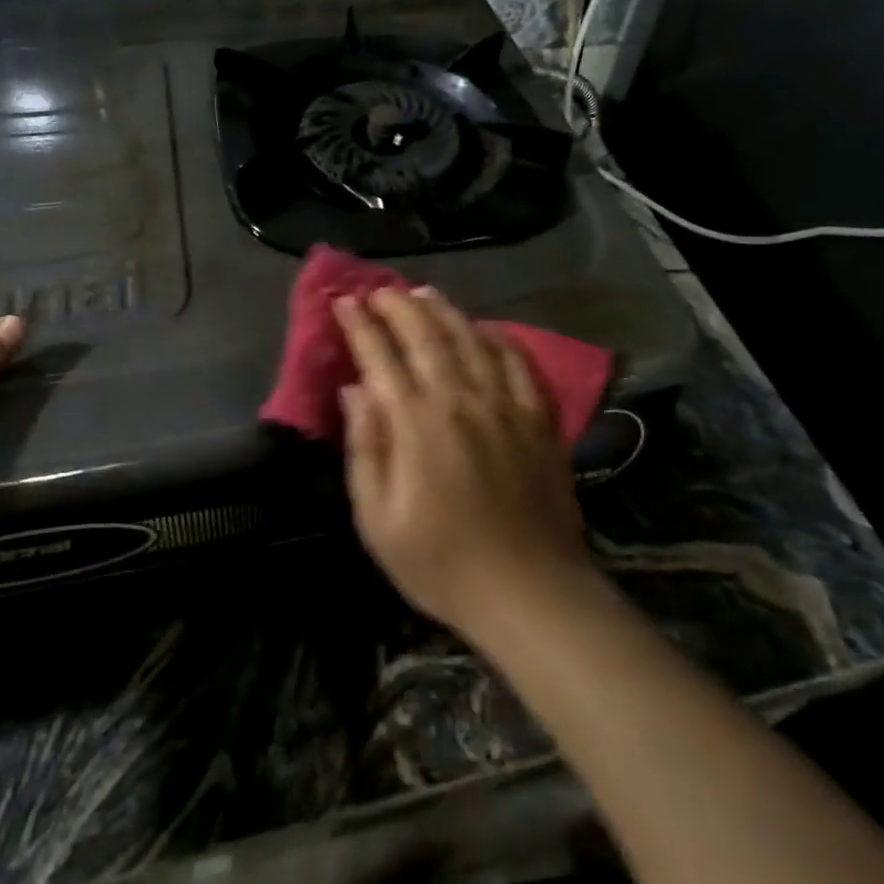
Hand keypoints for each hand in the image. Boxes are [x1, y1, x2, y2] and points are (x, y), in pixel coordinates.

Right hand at [334, 286, 592, 637]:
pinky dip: (497, 337)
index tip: (344, 302)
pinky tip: (485, 329)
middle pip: (425, 334)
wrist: (530, 592)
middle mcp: (460, 399)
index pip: (381, 356)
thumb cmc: (442, 564)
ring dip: (443, 310)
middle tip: (379, 291)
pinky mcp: (539, 417)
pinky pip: (518, 361)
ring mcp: (505, 403)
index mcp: (416, 423)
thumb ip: (365, 449)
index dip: (359, 325)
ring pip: (470, 337)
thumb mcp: (378, 521)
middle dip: (397, 305)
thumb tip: (355, 391)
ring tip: (423, 293)